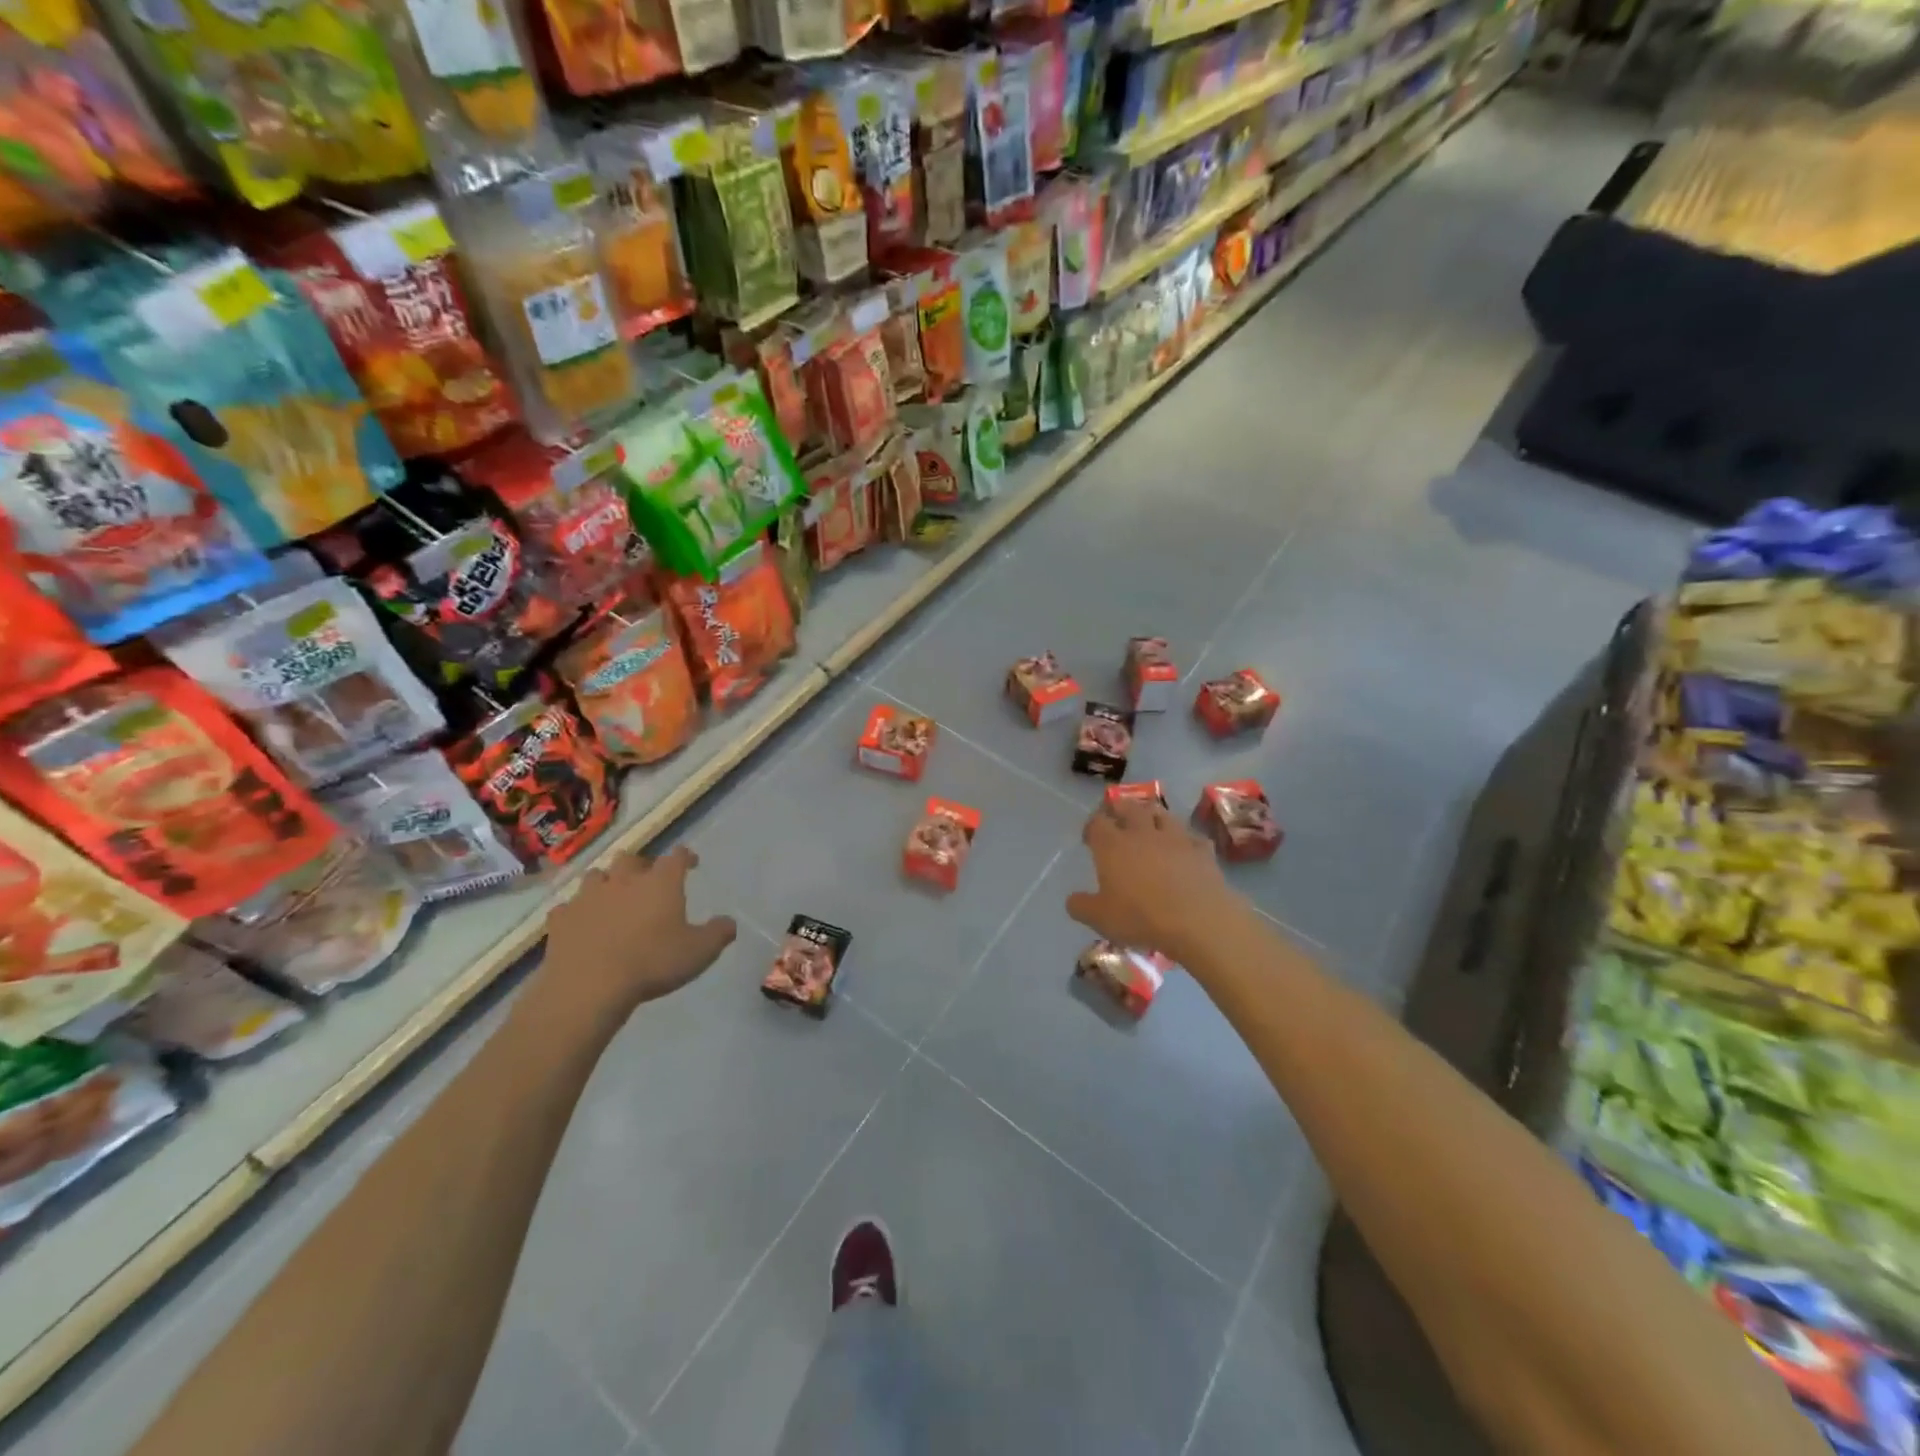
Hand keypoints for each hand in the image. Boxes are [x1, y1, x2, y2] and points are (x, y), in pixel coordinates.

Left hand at [534, 847, 736, 1035]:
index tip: (692, 864)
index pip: (677, 856)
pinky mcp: (560, 919)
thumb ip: (718, 933)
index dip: (686, 857)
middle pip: (631, 858)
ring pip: (596, 876)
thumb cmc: (652, 963)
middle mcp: (624, 880)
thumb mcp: (699, 952)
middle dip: (641, 865)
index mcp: (660, 882)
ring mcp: (588, 897)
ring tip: (613, 898)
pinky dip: (577, 912)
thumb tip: (729, 922)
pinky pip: (568, 907)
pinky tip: (582, 924)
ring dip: (606, 883)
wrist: (589, 986)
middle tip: (648, 881)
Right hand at [1067, 800, 1242, 965]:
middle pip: (1128, 807)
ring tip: (1149, 823)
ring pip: (1161, 814)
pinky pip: (1192, 837)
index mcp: (1112, 845)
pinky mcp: (1201, 850)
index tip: (1089, 838)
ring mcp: (1175, 838)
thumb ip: (1081, 906)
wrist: (1198, 921)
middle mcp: (1142, 833)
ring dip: (1152, 815)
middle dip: (1120, 808)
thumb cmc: (1141, 917)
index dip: (1091, 826)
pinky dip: (1185, 839)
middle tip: (1116, 816)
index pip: (1097, 822)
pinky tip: (1185, 848)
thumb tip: (1072, 900)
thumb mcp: (1100, 919)